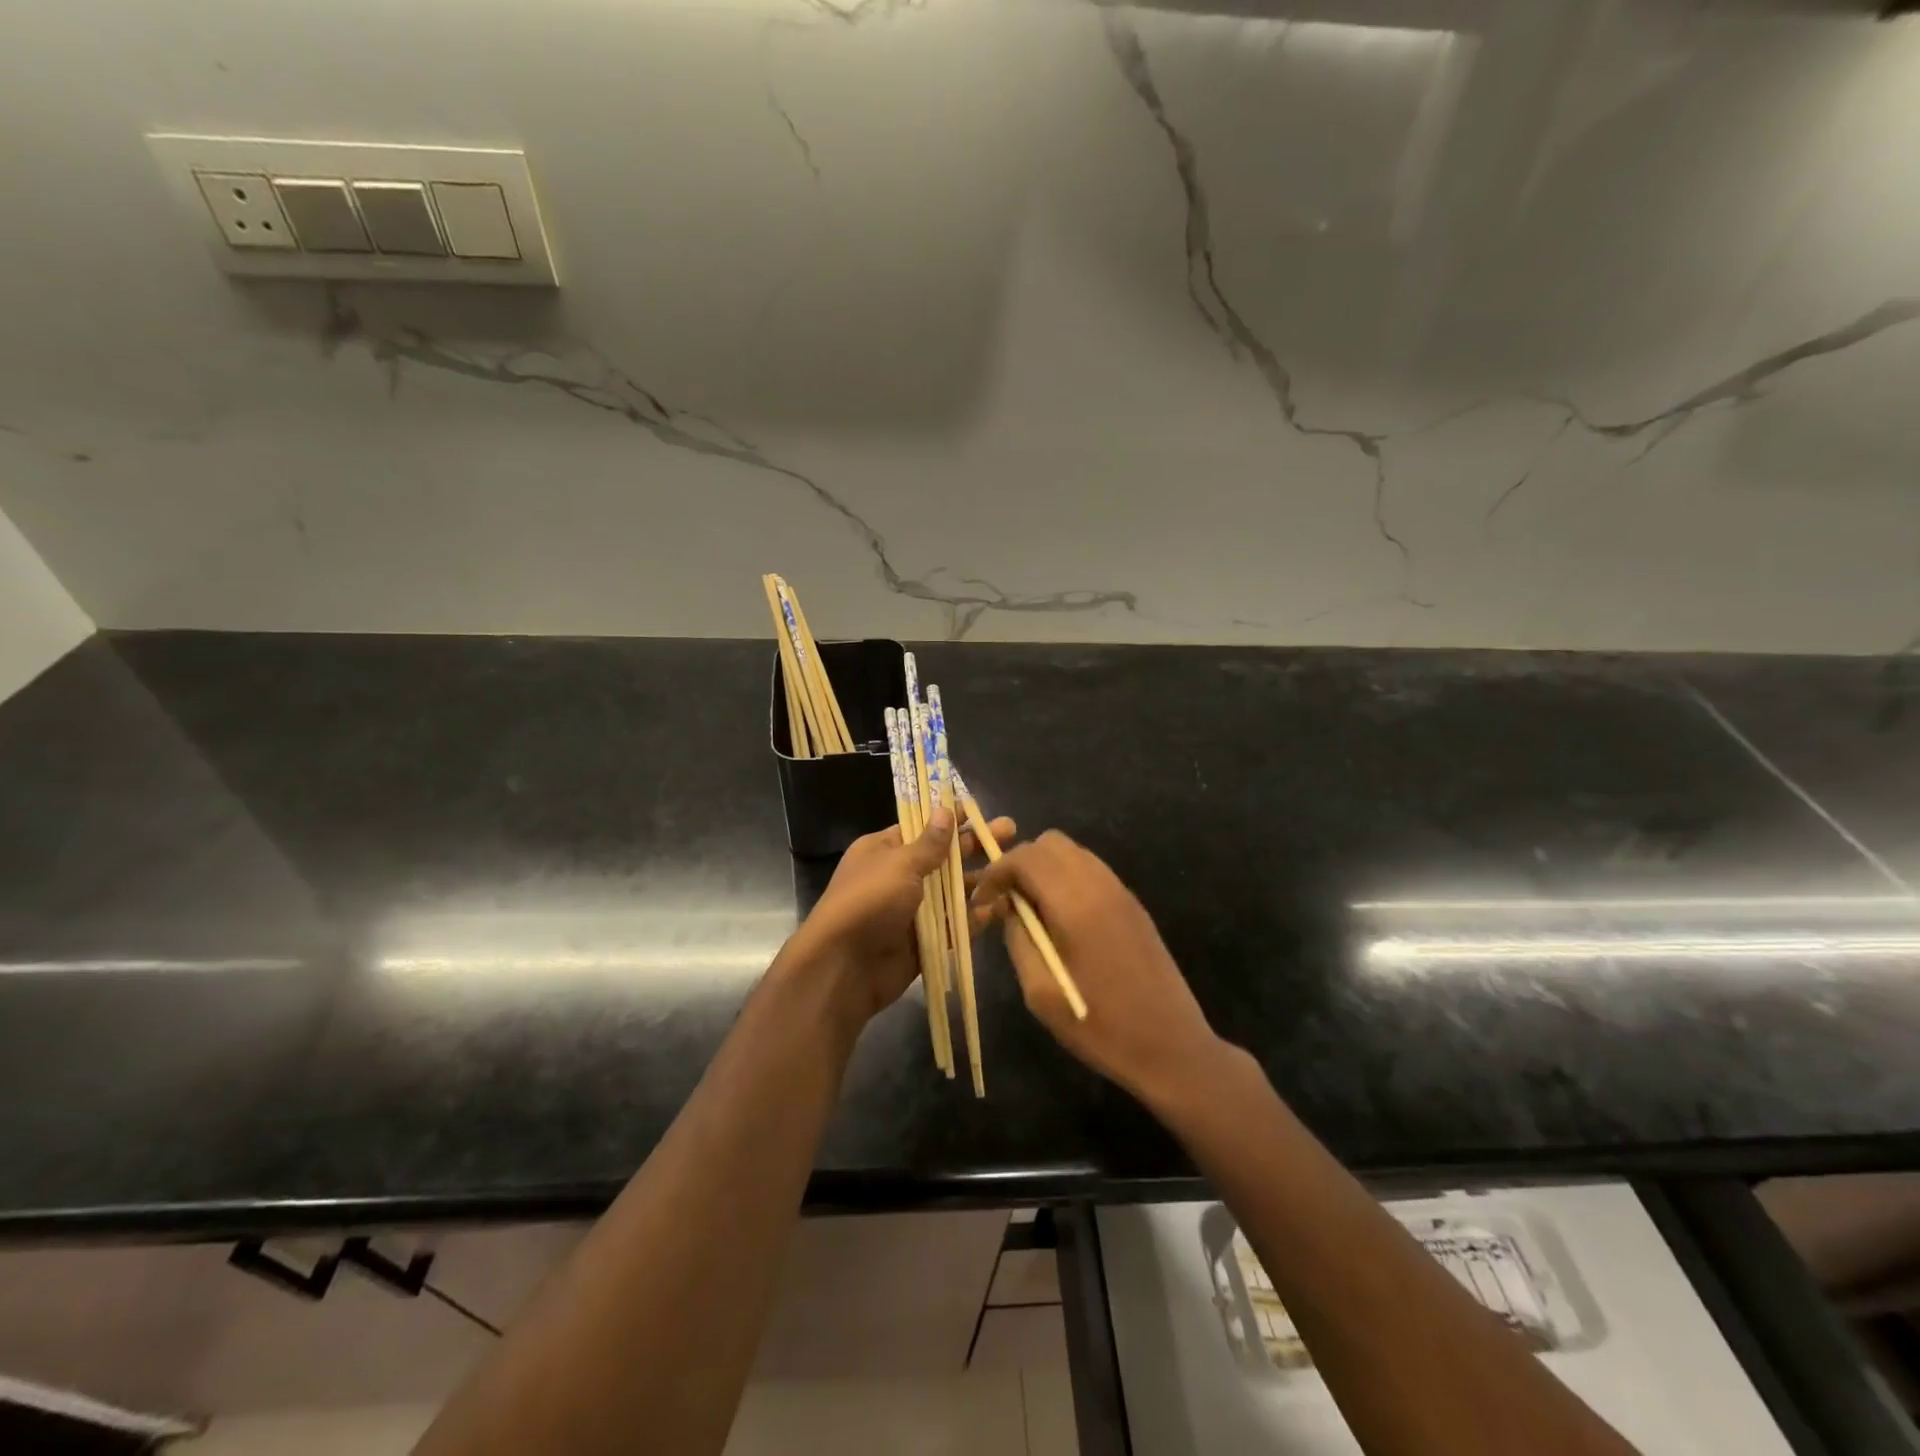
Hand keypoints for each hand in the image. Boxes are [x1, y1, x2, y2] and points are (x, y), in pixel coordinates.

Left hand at [780, 809, 1015, 1026]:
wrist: (843, 967)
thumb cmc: (868, 902)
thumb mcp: (900, 864)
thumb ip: (929, 844)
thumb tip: (945, 811)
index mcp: (884, 850)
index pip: (922, 827)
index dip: (950, 818)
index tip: (979, 809)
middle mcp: (899, 877)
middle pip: (943, 857)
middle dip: (974, 845)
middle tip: (1010, 831)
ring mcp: (912, 910)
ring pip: (952, 892)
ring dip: (980, 881)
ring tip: (1014, 869)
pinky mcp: (924, 941)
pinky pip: (953, 926)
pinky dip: (973, 918)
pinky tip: (999, 908)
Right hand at [969, 830, 1221, 1105]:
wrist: (1172, 1047)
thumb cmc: (1100, 1027)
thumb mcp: (1041, 992)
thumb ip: (1019, 940)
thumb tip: (1009, 909)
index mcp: (1076, 905)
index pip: (1026, 857)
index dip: (997, 871)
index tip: (982, 900)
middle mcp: (1100, 885)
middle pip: (1051, 843)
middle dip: (1020, 862)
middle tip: (1006, 900)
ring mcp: (1122, 892)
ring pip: (1073, 852)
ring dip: (1045, 868)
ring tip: (1031, 909)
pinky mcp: (1134, 904)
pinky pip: (1092, 871)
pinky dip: (1067, 878)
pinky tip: (1061, 917)